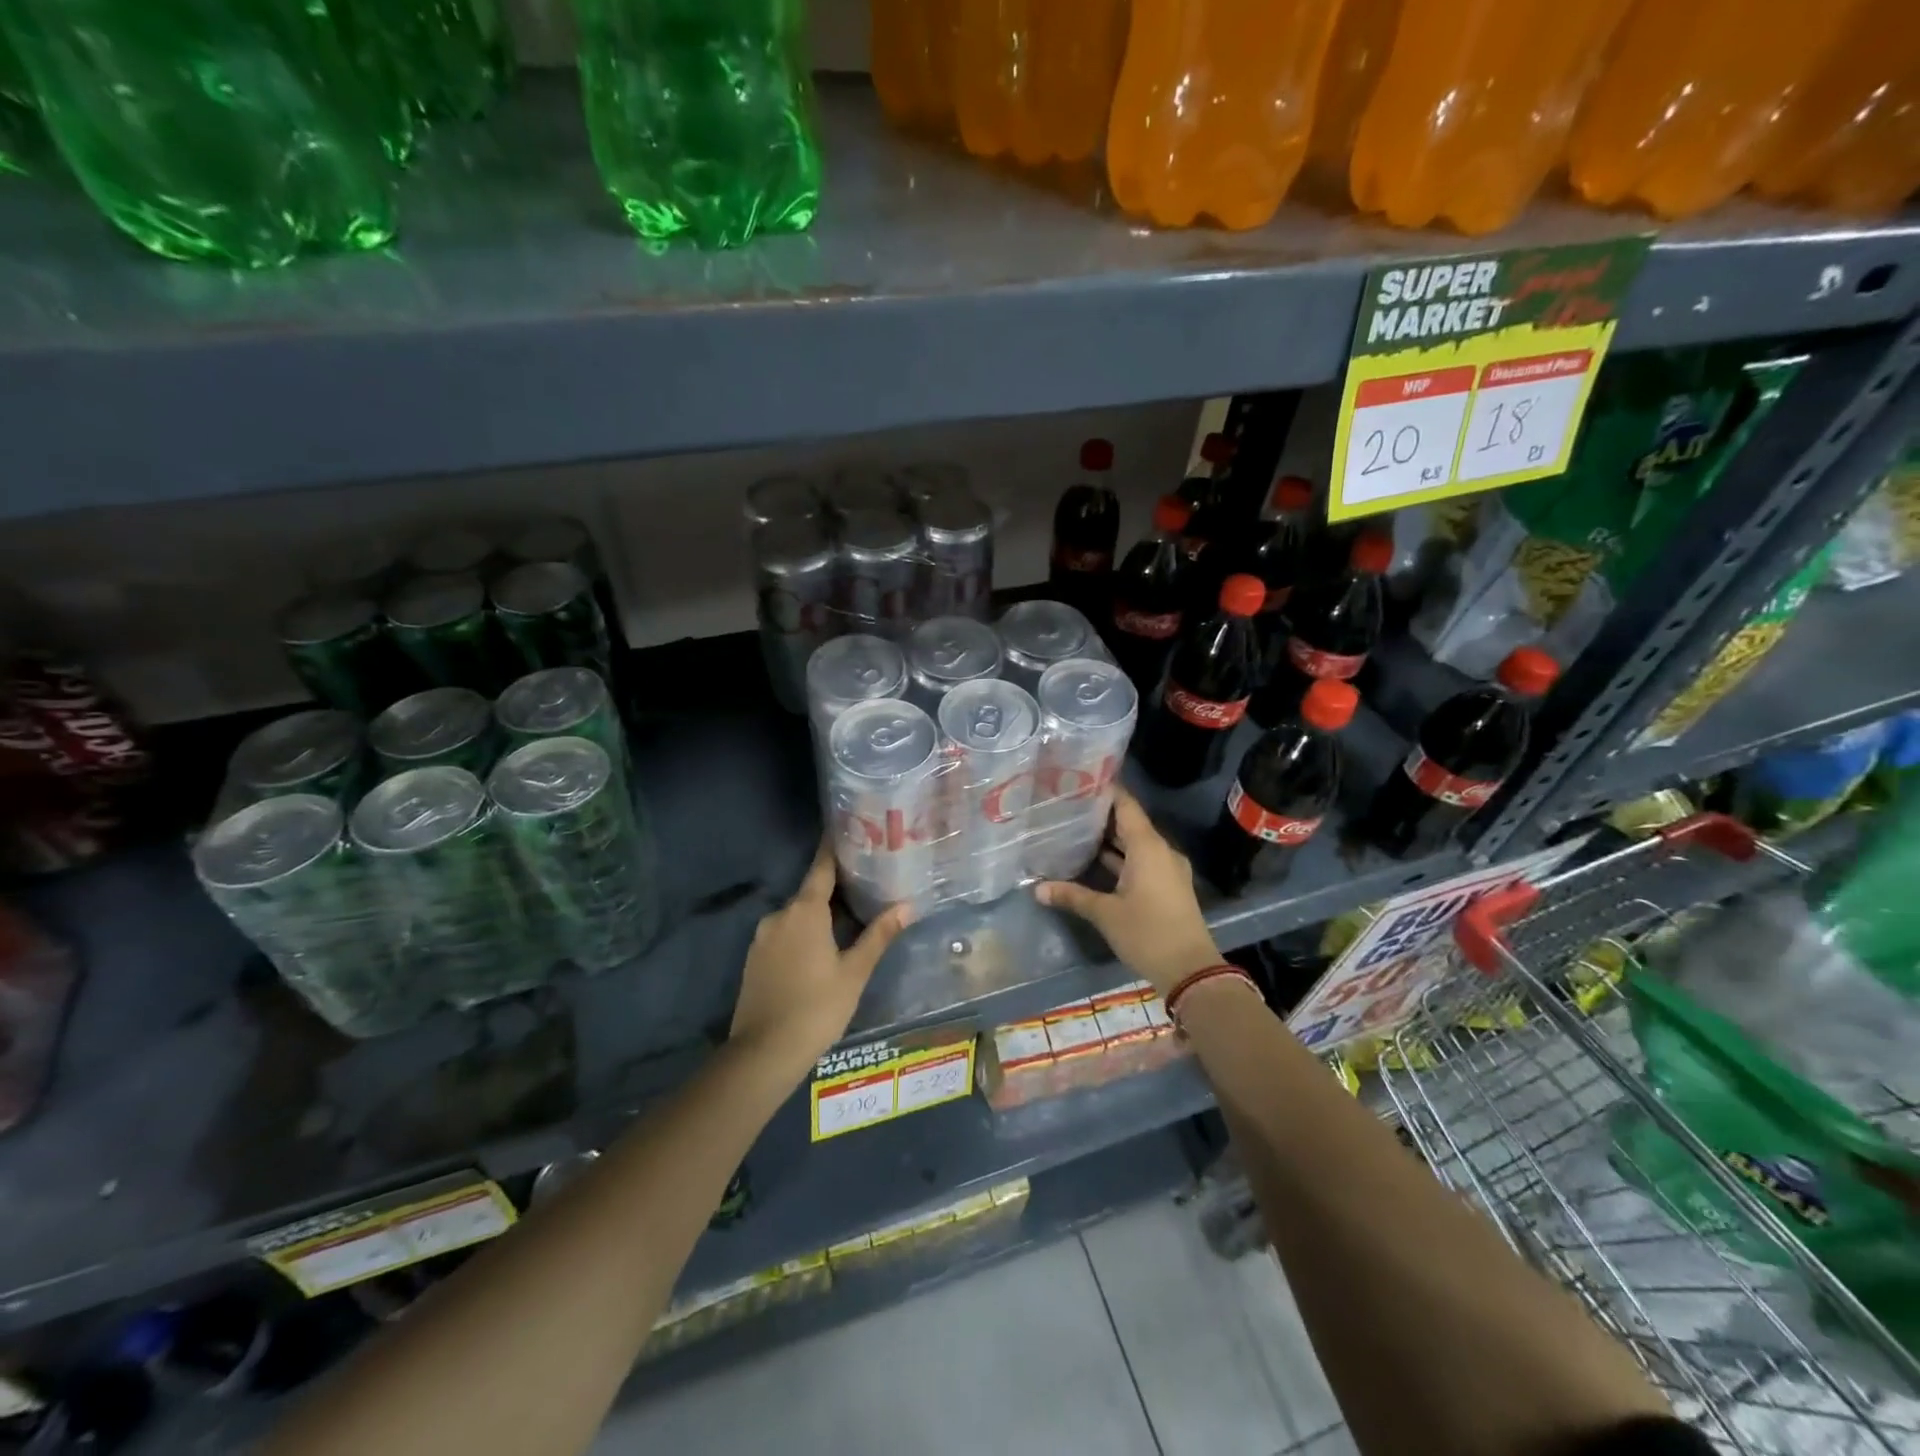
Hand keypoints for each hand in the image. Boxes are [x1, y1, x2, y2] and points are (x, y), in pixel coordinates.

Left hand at [730, 840, 912, 1073]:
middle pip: (811, 892)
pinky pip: (784, 934)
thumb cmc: (817, 1008)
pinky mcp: (754, 959)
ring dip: (820, 914)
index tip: (849, 829)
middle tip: (866, 882)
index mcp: (804, 911)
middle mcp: (779, 915)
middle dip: (836, 887)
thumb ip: (879, 935)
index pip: (822, 867)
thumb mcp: (854, 972)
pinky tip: (822, 949)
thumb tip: (907, 906)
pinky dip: (803, 933)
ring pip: (797, 916)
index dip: (835, 848)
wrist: (762, 1054)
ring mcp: (762, 937)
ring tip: (850, 918)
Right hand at [1036, 786, 1220, 994]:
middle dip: (1101, 815)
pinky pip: (1142, 860)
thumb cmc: (1147, 933)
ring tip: (1075, 830)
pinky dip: (1120, 857)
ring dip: (1109, 839)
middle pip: (1129, 823)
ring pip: (1135, 844)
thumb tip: (1037, 889)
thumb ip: (1072, 896)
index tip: (1079, 781)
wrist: (1190, 971)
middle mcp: (1160, 851)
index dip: (1105, 791)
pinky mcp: (1167, 886)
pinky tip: (1095, 862)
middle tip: (1068, 806)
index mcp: (1148, 847)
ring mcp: (1167, 869)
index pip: (1126, 805)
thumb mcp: (1105, 914)